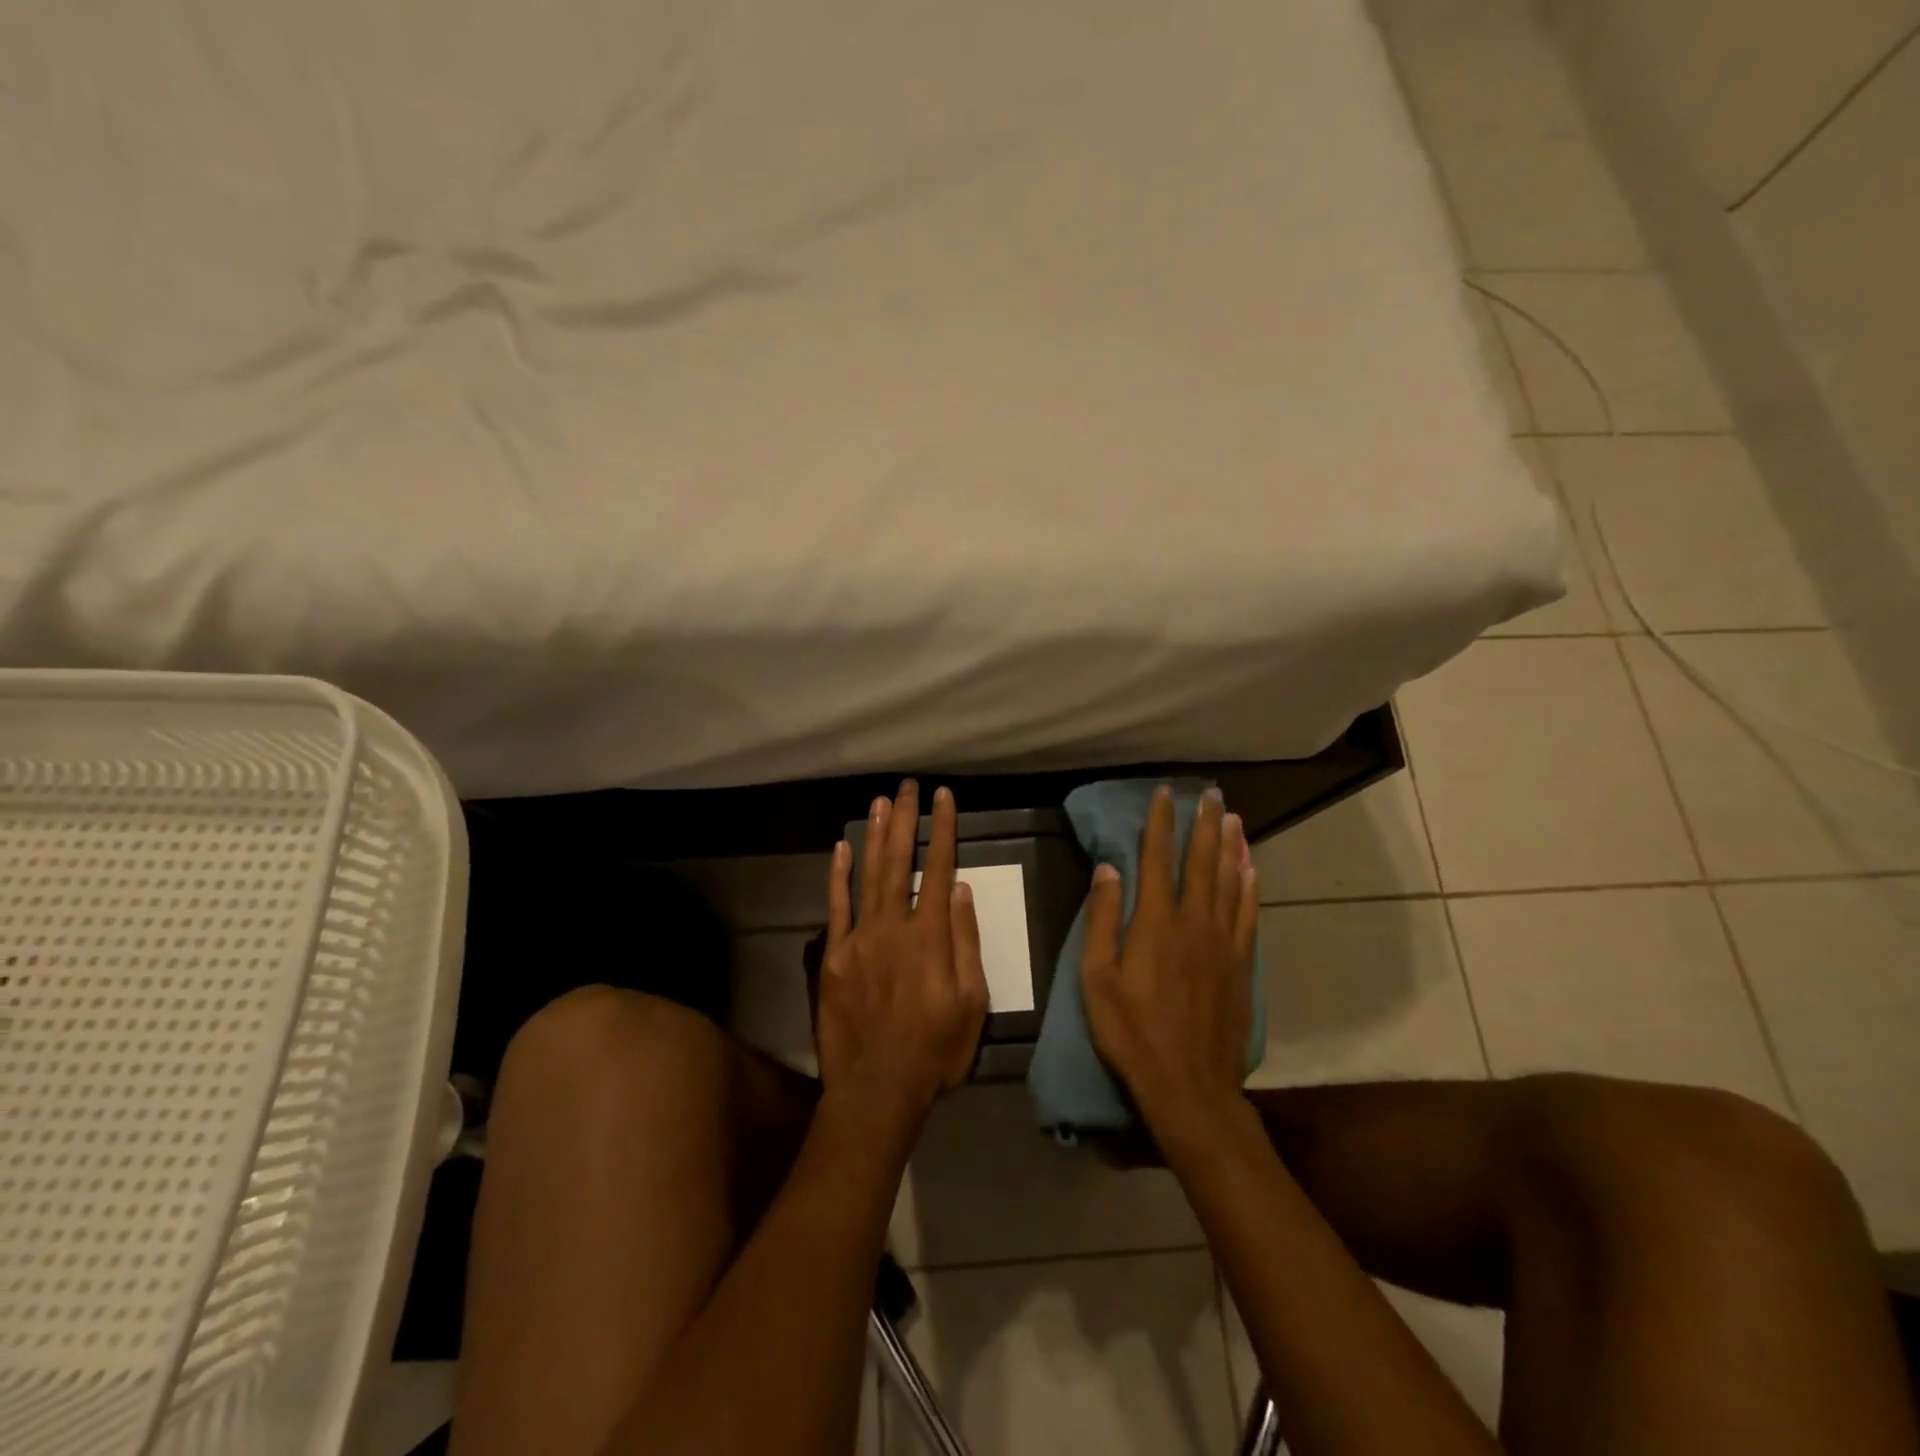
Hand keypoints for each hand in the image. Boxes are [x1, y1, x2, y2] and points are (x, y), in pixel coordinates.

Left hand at [817, 781, 989, 1141]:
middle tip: (907, 786)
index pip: (939, 868)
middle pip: (900, 861)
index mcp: (930, 936)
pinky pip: (836, 906)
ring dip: (875, 835)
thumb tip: (962, 890)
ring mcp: (858, 938)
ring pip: (868, 874)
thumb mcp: (972, 1002)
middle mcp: (893, 926)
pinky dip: (839, 874)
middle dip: (905, 819)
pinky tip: (842, 847)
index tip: (944, 797)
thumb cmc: (936, 1049)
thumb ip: (966, 942)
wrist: (878, 1089)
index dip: (943, 829)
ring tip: (880, 801)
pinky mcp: (832, 956)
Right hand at [1081, 786, 1259, 1138]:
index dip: (1160, 824)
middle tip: (1212, 795)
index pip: (1157, 859)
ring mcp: (1224, 942)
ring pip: (1229, 881)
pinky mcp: (1241, 964)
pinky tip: (1250, 870)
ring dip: (1230, 847)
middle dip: (1205, 824)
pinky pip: (1248, 914)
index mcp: (1155, 921)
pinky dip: (1249, 887)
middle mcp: (1194, 921)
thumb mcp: (1097, 977)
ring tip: (1233, 818)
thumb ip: (1102, 918)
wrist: (1189, 1084)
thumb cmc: (1131, 1031)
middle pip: (1202, 861)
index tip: (1165, 795)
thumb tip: (1108, 868)